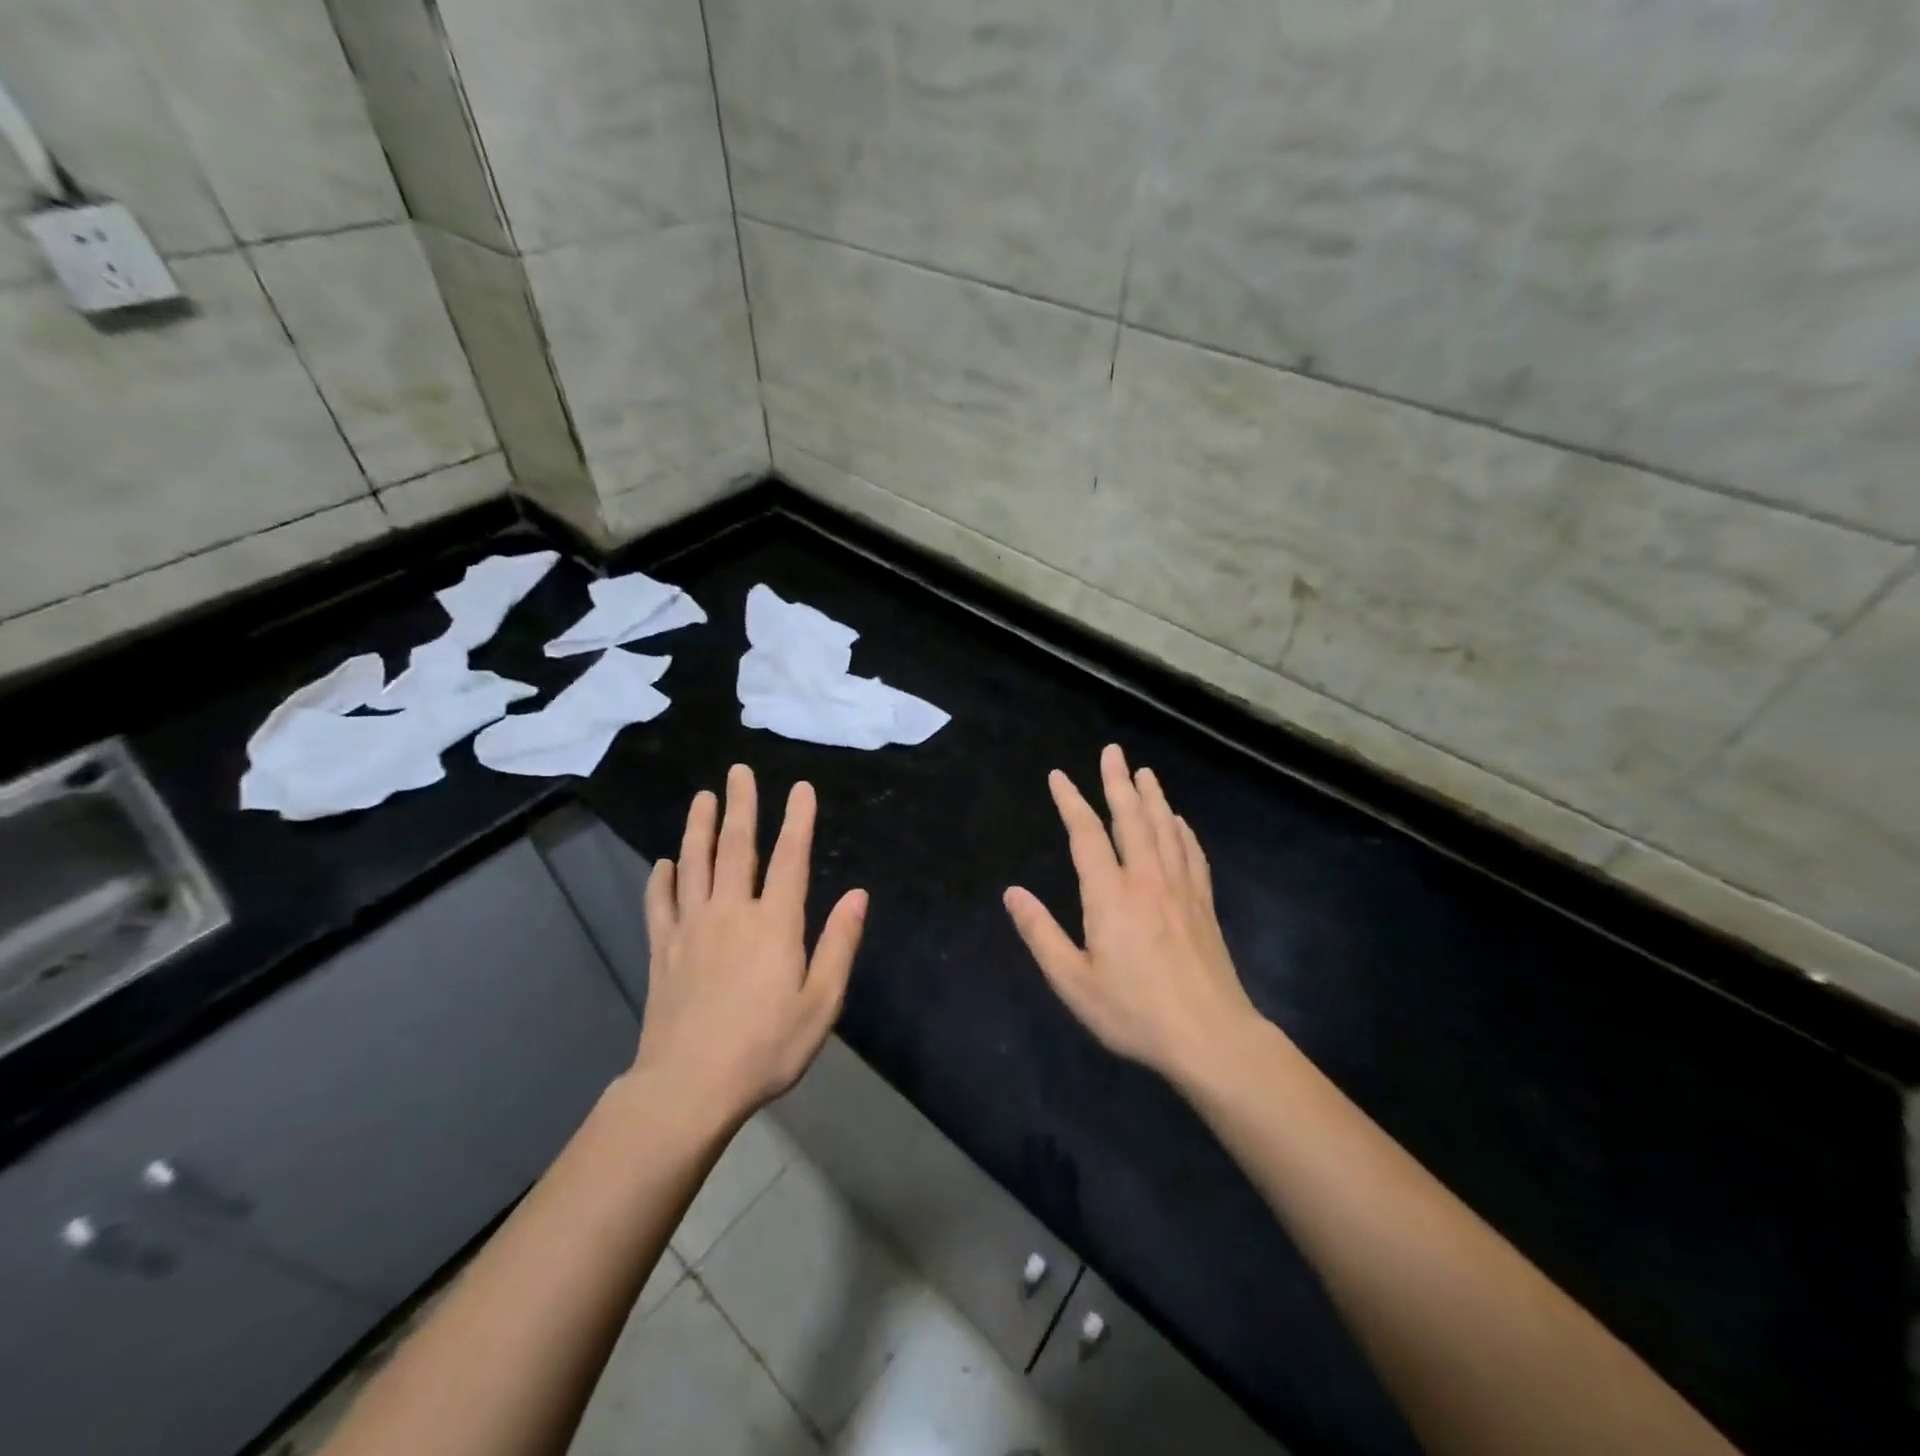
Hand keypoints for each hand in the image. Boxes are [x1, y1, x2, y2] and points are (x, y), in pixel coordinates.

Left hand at [636, 764, 867, 1125]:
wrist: (688, 1087)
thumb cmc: (766, 1047)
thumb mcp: (821, 1002)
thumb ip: (839, 944)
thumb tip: (858, 895)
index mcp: (774, 923)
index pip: (790, 858)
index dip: (797, 820)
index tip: (800, 788)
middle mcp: (731, 912)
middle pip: (735, 847)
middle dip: (741, 806)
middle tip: (737, 771)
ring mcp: (691, 928)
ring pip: (694, 864)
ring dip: (699, 827)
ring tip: (702, 797)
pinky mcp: (663, 950)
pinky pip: (660, 904)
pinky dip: (661, 880)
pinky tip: (663, 864)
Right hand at [1004, 744, 1262, 1087]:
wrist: (1210, 1037)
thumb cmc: (1134, 1012)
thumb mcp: (1073, 981)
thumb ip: (1040, 933)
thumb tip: (1012, 892)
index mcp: (1110, 895)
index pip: (1087, 835)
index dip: (1071, 802)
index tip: (1058, 776)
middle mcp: (1147, 880)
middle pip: (1131, 819)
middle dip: (1118, 782)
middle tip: (1112, 751)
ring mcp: (1181, 889)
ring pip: (1165, 829)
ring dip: (1153, 797)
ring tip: (1144, 772)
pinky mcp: (1204, 905)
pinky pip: (1192, 854)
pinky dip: (1183, 831)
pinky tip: (1179, 821)